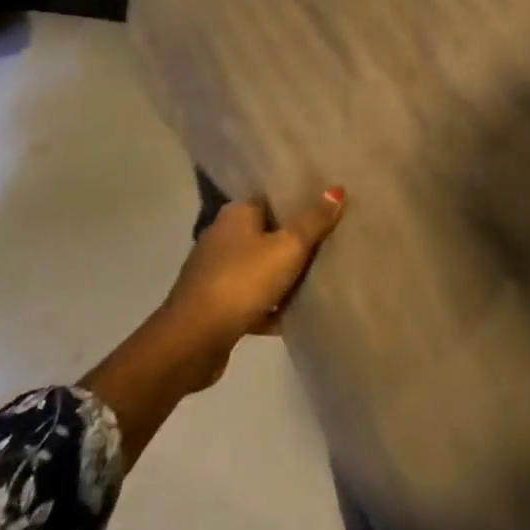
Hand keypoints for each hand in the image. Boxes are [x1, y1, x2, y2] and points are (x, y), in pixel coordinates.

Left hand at [159, 190, 346, 378]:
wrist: (193, 340)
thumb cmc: (241, 281)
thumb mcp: (287, 248)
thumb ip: (313, 221)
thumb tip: (336, 189)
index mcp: (236, 214)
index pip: (271, 198)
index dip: (299, 202)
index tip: (328, 208)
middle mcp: (222, 236)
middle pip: (267, 233)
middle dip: (295, 241)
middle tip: (332, 243)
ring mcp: (216, 271)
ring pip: (260, 267)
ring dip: (284, 277)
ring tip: (320, 279)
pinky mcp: (216, 305)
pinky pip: (252, 299)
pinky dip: (270, 306)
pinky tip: (295, 316)